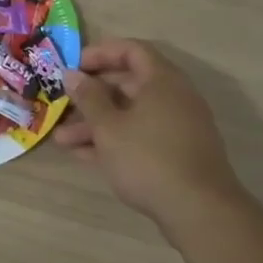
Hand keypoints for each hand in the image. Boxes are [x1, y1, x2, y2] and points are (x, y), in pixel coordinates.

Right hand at [58, 39, 245, 226]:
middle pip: (128, 84)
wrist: (200, 212)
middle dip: (92, 96)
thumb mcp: (108, 127)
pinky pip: (140, 137)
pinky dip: (115, 141)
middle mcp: (174, 98)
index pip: (131, 50)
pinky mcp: (177, 154)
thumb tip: (72, 74)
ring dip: (97, 124)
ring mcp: (178, 127)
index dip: (100, 53)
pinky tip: (84, 156)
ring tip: (62, 140)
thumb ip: (88, 97)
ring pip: (131, 115)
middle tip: (64, 104)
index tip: (73, 66)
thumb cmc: (148, 158)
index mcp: (162, 81)